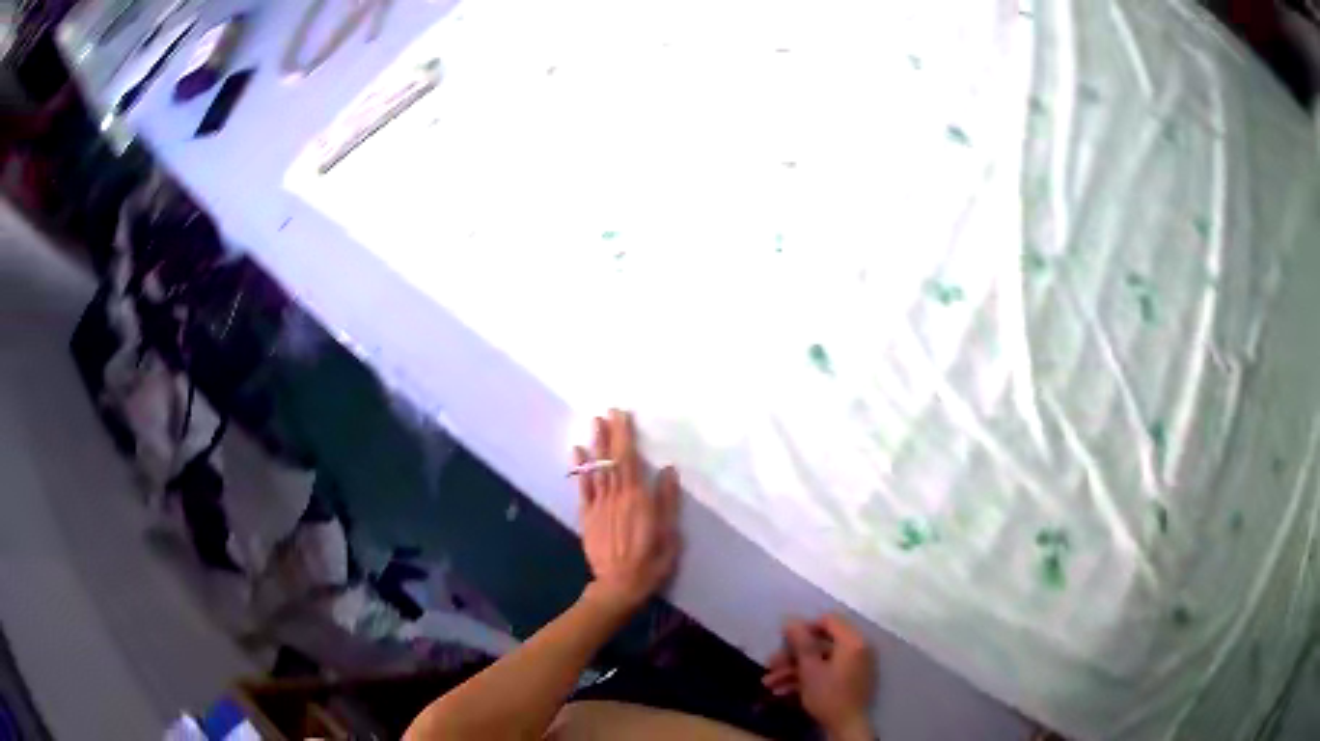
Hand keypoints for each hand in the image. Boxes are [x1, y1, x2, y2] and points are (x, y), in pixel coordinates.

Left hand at [574, 409, 680, 615]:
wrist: (619, 585)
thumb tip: (668, 470)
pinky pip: (583, 487)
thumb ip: (667, 501)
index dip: (626, 436)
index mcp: (638, 499)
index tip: (623, 415)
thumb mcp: (669, 534)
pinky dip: (580, 469)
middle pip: (612, 459)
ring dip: (595, 444)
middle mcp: (616, 497)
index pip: (631, 460)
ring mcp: (599, 505)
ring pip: (597, 468)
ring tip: (594, 423)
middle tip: (608, 410)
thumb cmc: (650, 562)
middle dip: (610, 433)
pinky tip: (578, 452)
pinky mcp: (587, 516)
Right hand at [763, 614, 876, 740]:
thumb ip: (801, 642)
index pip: (828, 620)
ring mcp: (852, 666)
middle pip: (820, 643)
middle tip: (770, 664)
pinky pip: (825, 672)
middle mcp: (856, 649)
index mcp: (852, 641)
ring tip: (769, 683)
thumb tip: (790, 619)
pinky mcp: (847, 681)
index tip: (783, 640)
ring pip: (819, 661)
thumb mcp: (810, 669)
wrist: (846, 726)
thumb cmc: (828, 694)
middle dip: (792, 655)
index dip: (804, 627)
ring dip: (792, 670)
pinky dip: (805, 679)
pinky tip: (782, 691)